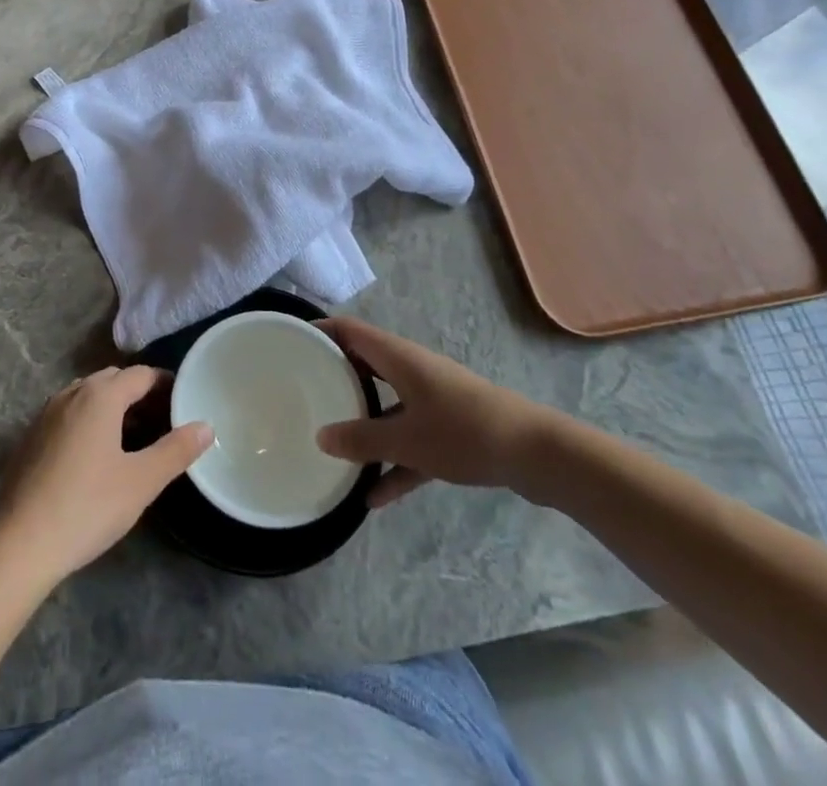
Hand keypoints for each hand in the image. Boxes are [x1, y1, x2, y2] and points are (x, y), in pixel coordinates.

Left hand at [0, 366, 211, 586]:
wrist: (20, 542)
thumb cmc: (88, 506)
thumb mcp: (141, 481)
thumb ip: (176, 450)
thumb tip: (206, 426)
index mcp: (100, 396)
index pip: (141, 374)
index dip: (165, 383)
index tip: (184, 399)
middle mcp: (72, 393)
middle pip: (112, 380)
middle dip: (139, 392)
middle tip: (162, 419)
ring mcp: (47, 413)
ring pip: (87, 395)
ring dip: (112, 406)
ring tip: (132, 436)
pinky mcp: (31, 436)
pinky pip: (68, 414)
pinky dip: (88, 420)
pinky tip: (95, 454)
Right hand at [315, 316, 564, 507]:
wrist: (535, 454)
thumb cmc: (463, 432)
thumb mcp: (406, 440)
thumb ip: (362, 439)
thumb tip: (321, 437)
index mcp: (397, 357)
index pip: (349, 330)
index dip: (320, 331)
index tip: (291, 342)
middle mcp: (412, 369)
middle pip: (366, 364)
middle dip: (336, 377)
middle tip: (304, 393)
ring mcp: (432, 398)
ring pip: (387, 404)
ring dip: (364, 423)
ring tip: (333, 446)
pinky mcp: (450, 427)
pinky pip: (411, 439)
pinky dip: (395, 461)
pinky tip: (375, 497)